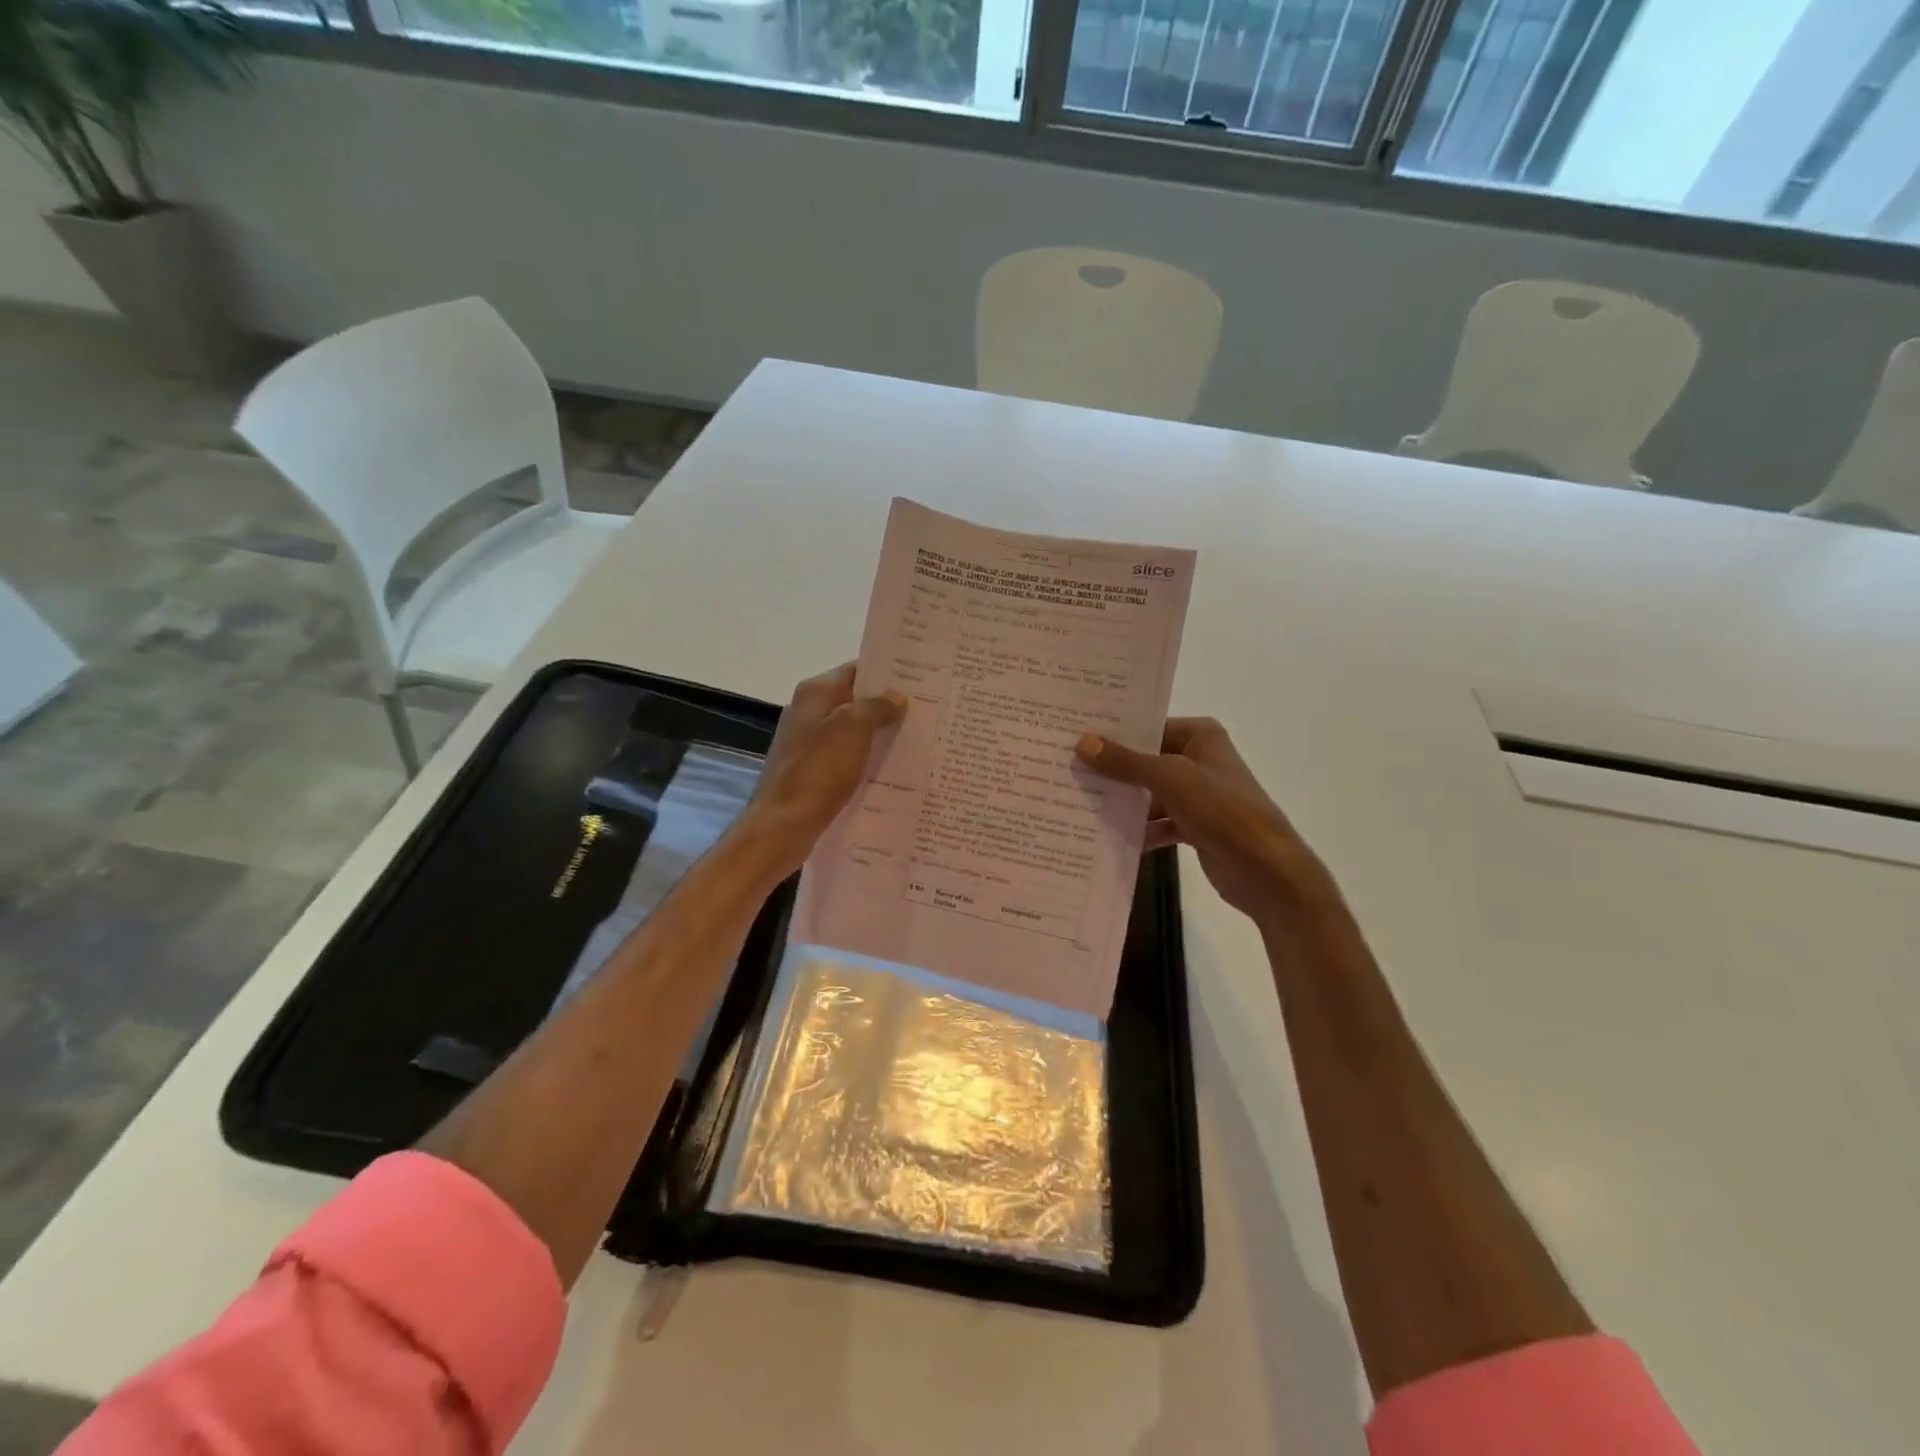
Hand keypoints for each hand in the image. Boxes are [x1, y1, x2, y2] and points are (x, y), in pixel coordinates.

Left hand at [736, 663, 905, 879]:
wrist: (784, 824)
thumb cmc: (819, 770)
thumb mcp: (853, 728)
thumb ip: (876, 706)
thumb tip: (895, 697)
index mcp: (815, 693)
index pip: (856, 670)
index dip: (887, 674)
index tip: (920, 681)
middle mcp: (808, 711)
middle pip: (854, 700)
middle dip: (886, 706)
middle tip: (925, 712)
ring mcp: (807, 743)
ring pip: (851, 730)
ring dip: (878, 734)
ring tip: (915, 739)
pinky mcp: (810, 771)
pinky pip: (844, 757)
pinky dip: (864, 759)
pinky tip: (889, 769)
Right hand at [1075, 718, 1332, 924]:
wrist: (1266, 870)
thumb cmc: (1222, 810)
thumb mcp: (1169, 778)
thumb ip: (1125, 762)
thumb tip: (1083, 742)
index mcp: (1200, 736)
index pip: (1148, 726)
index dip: (1113, 734)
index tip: (1073, 738)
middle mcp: (1199, 759)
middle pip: (1146, 760)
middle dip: (1112, 770)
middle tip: (1067, 770)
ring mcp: (1197, 794)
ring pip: (1149, 793)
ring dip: (1122, 802)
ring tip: (1079, 804)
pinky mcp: (1195, 826)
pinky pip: (1157, 822)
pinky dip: (1139, 829)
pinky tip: (1107, 837)